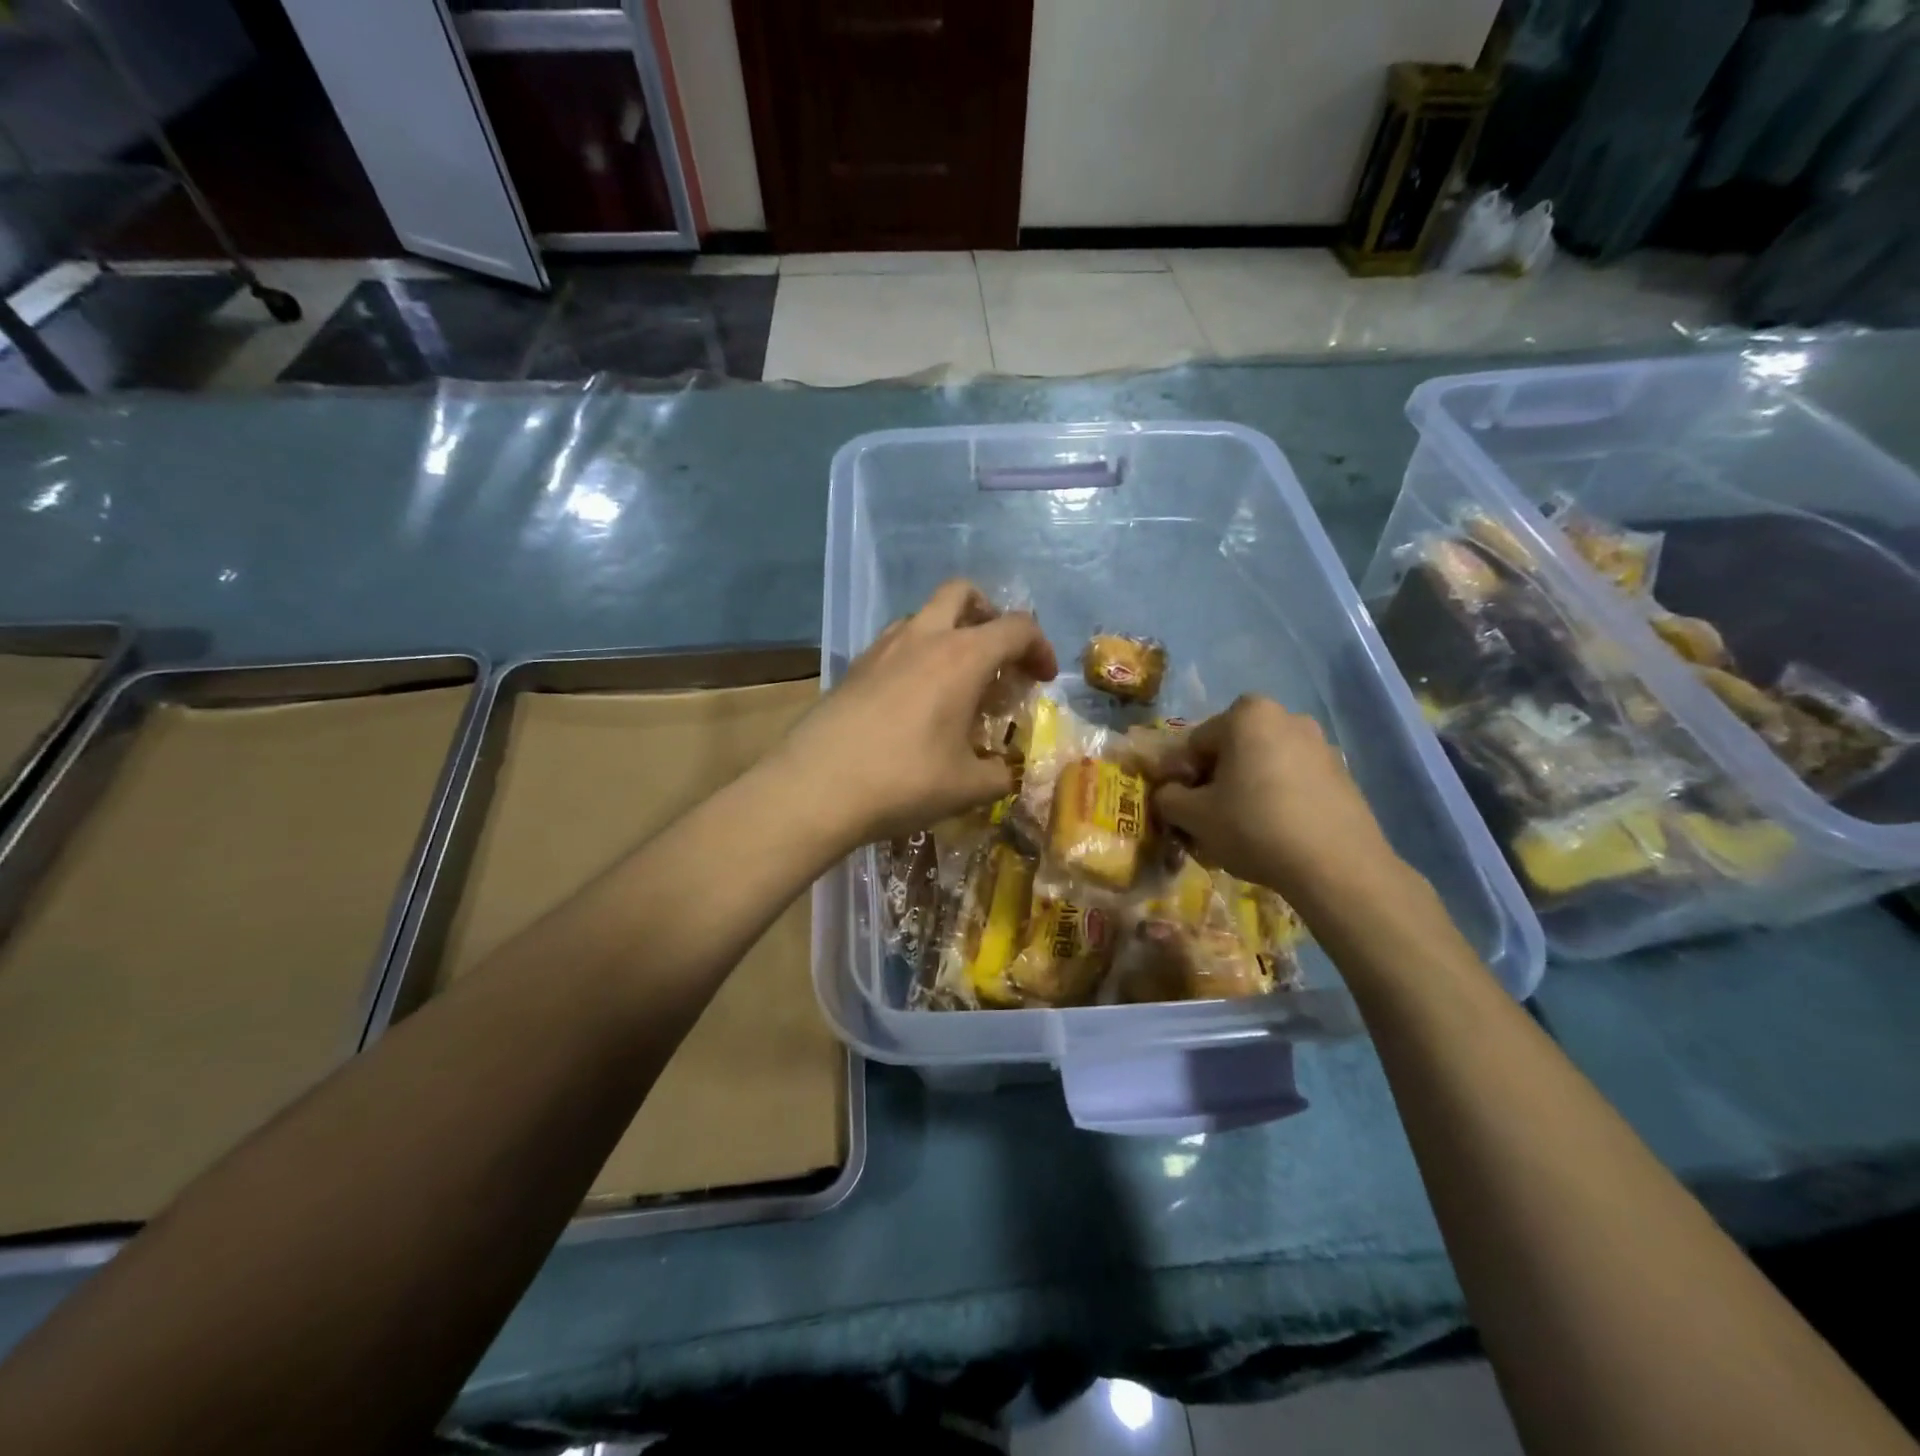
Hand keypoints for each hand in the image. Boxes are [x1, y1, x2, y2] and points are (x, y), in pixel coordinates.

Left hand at [778, 580, 1057, 846]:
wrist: (815, 788)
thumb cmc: (904, 781)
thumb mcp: (967, 788)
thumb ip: (999, 775)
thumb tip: (1005, 773)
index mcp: (962, 657)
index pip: (1017, 628)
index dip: (1040, 648)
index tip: (1042, 680)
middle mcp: (923, 638)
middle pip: (963, 593)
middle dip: (989, 613)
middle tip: (997, 655)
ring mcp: (882, 648)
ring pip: (924, 615)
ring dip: (949, 633)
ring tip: (954, 681)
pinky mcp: (854, 667)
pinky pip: (896, 643)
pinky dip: (917, 655)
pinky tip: (913, 700)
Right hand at [1153, 695, 1409, 912]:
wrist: (1337, 866)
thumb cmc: (1254, 827)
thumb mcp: (1194, 816)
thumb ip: (1168, 798)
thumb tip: (1168, 794)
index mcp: (1247, 715)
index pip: (1195, 743)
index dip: (1181, 777)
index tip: (1181, 808)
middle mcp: (1286, 717)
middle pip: (1232, 750)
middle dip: (1216, 780)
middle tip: (1209, 818)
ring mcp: (1320, 744)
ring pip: (1264, 765)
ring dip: (1247, 788)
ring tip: (1243, 829)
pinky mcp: (1343, 774)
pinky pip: (1294, 781)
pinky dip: (1278, 798)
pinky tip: (1276, 832)